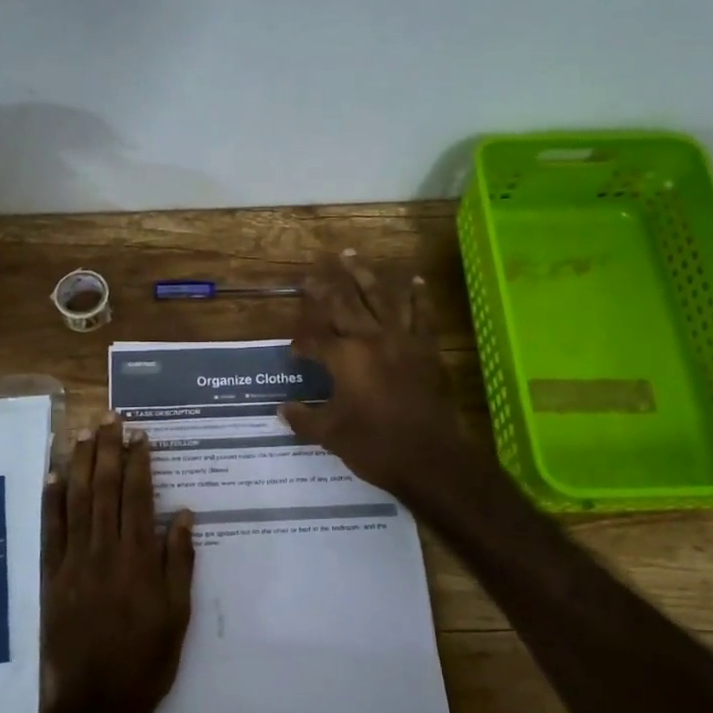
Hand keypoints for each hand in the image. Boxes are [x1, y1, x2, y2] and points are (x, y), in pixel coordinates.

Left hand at [42, 416, 194, 712]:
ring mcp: (74, 562)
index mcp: (139, 558)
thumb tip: (181, 514)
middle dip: (108, 450)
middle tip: (111, 419)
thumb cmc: (147, 659)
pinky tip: (53, 475)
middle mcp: (104, 551)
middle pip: (104, 489)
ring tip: (83, 433)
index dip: (138, 462)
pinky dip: (51, 501)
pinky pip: (50, 531)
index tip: (140, 434)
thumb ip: (179, 561)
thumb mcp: (178, 613)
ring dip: (78, 464)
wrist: (95, 703)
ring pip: (75, 501)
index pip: (137, 496)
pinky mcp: (52, 578)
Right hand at [281, 250, 471, 500]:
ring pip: (380, 298)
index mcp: (344, 358)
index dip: (302, 343)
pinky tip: (414, 280)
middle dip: (326, 287)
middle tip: (314, 271)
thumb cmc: (375, 445)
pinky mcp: (427, 349)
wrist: (430, 457)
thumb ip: (304, 419)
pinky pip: (421, 315)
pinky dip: (417, 296)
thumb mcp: (331, 435)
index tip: (295, 350)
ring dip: (364, 275)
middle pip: (344, 304)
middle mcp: (371, 339)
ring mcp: (402, 340)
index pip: (315, 340)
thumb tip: (281, 410)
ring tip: (352, 255)